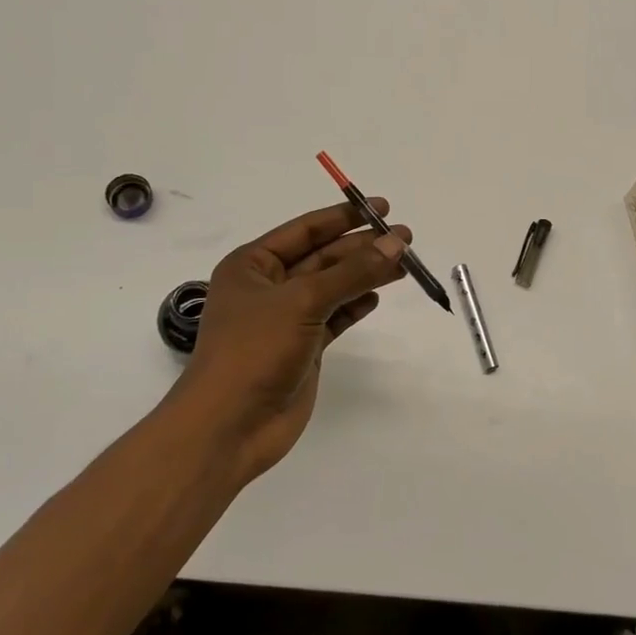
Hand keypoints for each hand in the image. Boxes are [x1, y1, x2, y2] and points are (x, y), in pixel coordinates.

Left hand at [168, 199, 410, 486]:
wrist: (230, 426)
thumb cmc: (255, 350)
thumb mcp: (304, 300)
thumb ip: (353, 271)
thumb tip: (398, 242)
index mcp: (253, 265)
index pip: (306, 230)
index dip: (344, 217)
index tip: (381, 207)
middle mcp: (269, 287)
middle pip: (324, 257)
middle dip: (362, 247)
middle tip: (406, 238)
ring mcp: (286, 319)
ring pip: (334, 286)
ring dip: (366, 275)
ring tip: (404, 265)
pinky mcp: (303, 348)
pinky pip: (335, 316)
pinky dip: (356, 305)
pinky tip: (377, 296)